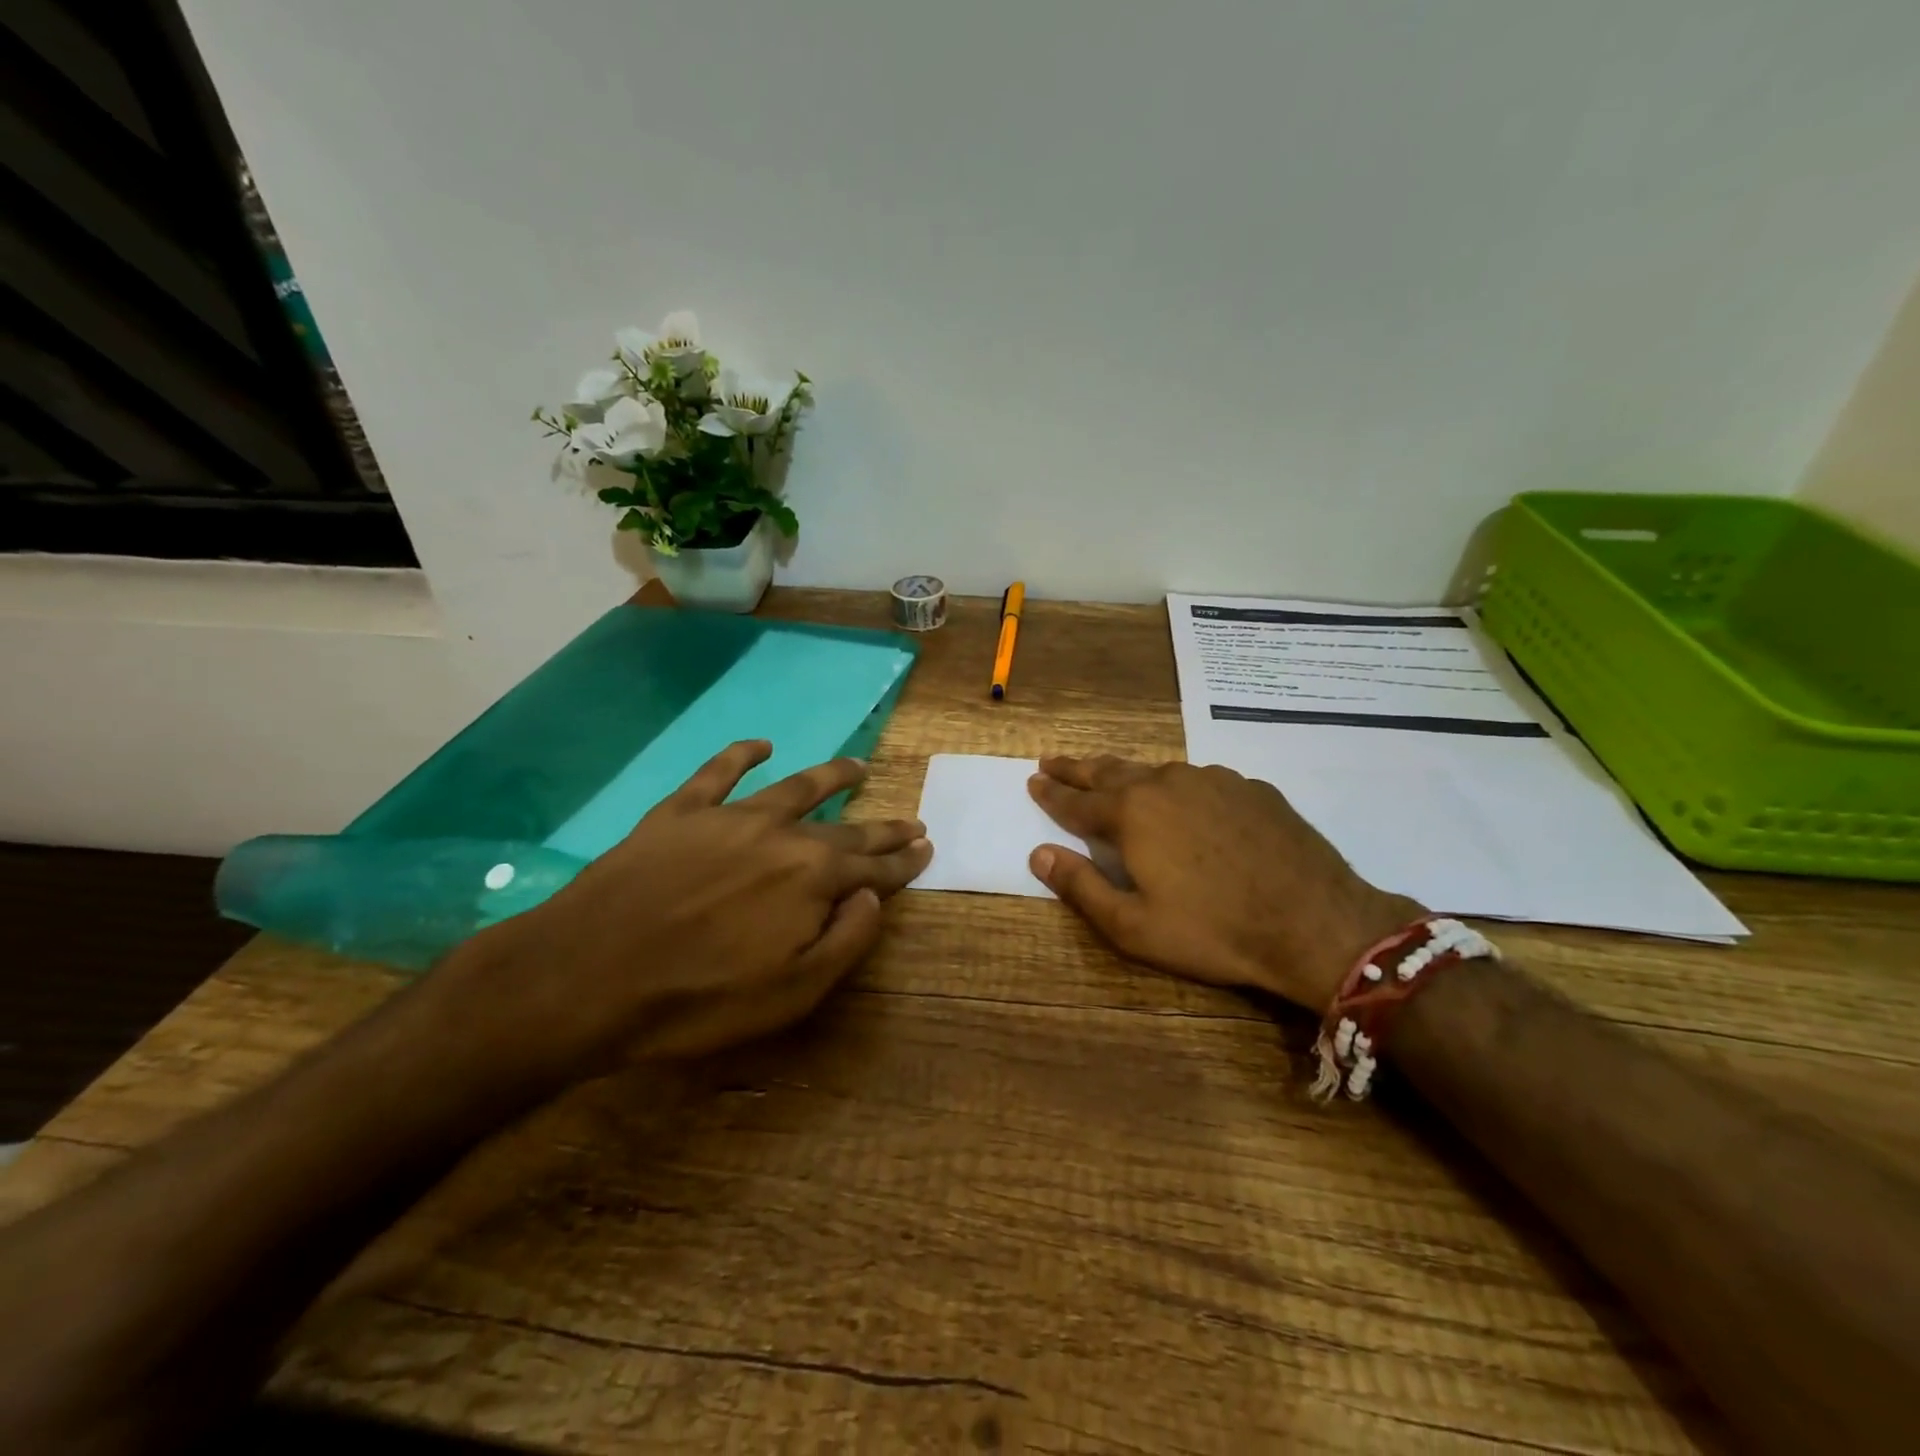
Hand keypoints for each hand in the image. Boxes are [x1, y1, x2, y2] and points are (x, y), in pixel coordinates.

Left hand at [445, 741, 931, 1075]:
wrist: (588, 975)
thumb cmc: (698, 999)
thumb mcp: (792, 993)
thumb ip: (846, 940)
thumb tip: (873, 896)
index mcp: (813, 879)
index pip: (874, 868)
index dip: (904, 862)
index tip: (926, 849)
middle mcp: (782, 835)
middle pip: (846, 829)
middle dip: (883, 828)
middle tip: (911, 820)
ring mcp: (730, 816)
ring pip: (795, 786)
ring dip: (831, 776)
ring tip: (857, 767)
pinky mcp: (681, 811)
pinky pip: (719, 772)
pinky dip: (741, 755)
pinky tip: (760, 745)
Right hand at [1027, 756, 1421, 1013]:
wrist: (1315, 923)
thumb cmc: (1213, 931)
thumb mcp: (1133, 926)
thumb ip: (1081, 886)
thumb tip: (1039, 854)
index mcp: (1132, 813)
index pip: (1076, 799)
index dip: (1051, 792)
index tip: (1033, 780)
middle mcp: (1167, 782)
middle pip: (1110, 771)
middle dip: (1078, 768)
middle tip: (1053, 761)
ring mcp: (1213, 780)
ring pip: (1156, 771)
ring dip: (1127, 775)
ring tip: (1112, 777)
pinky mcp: (1251, 788)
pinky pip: (1200, 782)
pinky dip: (1178, 788)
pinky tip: (1184, 803)